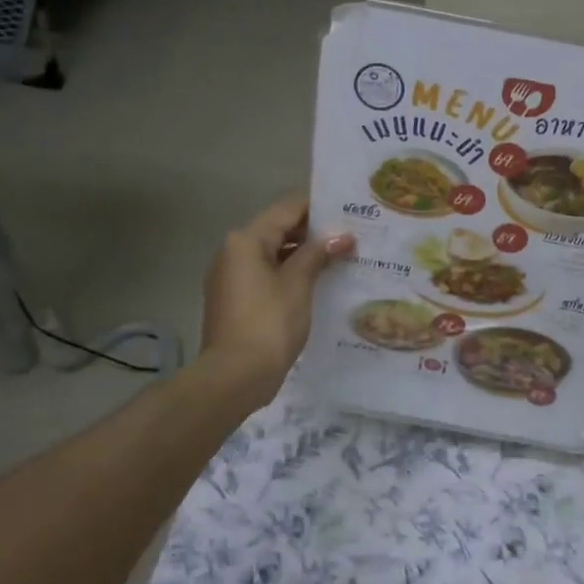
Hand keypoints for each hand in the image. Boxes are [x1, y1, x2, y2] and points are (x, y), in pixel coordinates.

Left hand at [199, 194, 352, 410]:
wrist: (235, 376)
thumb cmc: (268, 323)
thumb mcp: (298, 284)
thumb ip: (318, 255)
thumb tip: (342, 236)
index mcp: (245, 241)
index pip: (287, 209)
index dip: (318, 206)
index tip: (349, 208)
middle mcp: (233, 252)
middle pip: (278, 231)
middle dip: (314, 233)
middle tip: (352, 234)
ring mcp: (231, 278)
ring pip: (273, 255)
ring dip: (304, 255)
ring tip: (342, 258)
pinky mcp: (236, 301)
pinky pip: (267, 277)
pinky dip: (291, 275)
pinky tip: (319, 283)